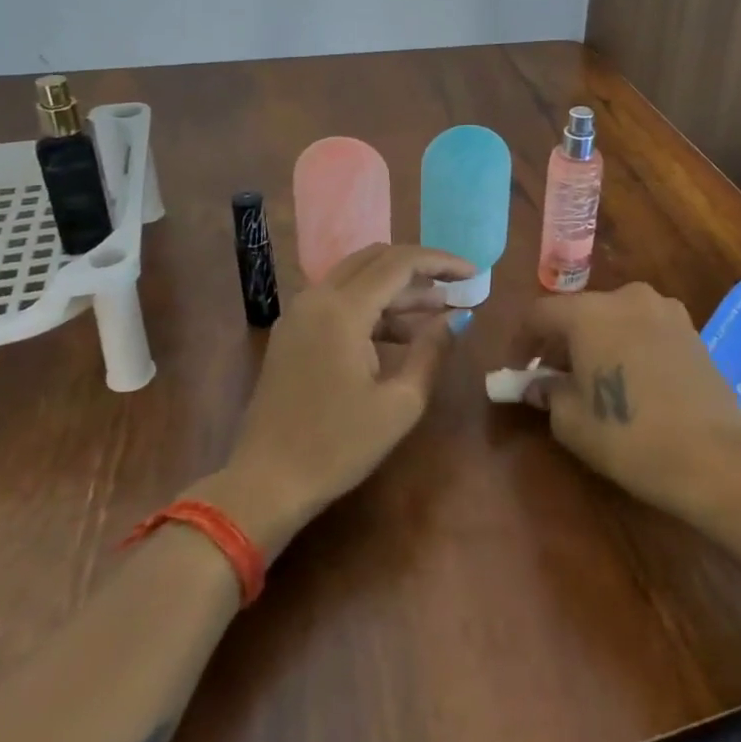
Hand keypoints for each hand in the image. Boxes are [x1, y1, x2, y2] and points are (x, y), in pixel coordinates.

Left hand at [202, 243, 472, 556]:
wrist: (266, 482)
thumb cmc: (338, 446)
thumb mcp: (400, 403)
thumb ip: (432, 351)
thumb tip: (458, 317)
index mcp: (342, 309)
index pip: (400, 263)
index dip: (441, 262)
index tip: (474, 273)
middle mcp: (317, 298)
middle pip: (376, 258)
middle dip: (420, 267)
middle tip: (456, 284)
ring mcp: (300, 313)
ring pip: (357, 277)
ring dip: (398, 287)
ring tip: (439, 310)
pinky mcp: (294, 331)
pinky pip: (340, 299)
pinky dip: (374, 305)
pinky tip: (402, 332)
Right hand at [516, 283, 740, 530]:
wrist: (714, 456)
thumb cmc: (629, 436)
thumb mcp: (571, 420)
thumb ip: (547, 392)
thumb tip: (538, 383)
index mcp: (589, 312)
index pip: (539, 314)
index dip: (521, 342)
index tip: (517, 372)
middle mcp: (627, 297)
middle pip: (579, 312)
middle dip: (560, 341)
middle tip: (552, 378)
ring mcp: (665, 310)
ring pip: (614, 318)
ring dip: (597, 341)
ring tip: (594, 378)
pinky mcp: (692, 329)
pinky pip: (644, 329)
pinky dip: (628, 345)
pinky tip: (632, 380)